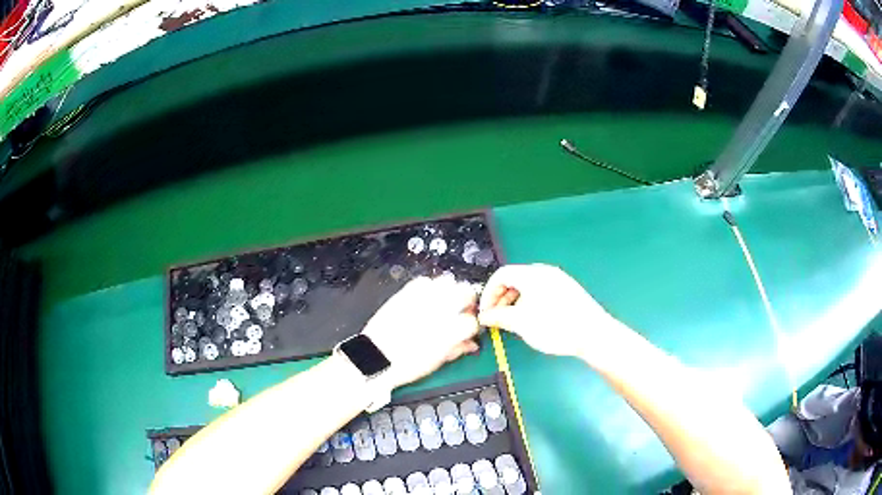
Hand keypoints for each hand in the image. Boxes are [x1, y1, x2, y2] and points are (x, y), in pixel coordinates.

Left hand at [362, 275, 479, 388]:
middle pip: (466, 292)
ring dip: (450, 291)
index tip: (468, 329)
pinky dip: (429, 287)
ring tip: (444, 303)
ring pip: (448, 282)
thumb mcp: (437, 361)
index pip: (472, 320)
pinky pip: (424, 281)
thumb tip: (470, 343)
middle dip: (467, 302)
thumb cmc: (405, 365)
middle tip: (462, 311)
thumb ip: (458, 348)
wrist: (374, 358)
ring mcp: (422, 299)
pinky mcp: (406, 293)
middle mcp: (439, 311)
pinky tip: (426, 299)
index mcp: (450, 331)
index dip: (472, 326)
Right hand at [478, 264, 619, 357]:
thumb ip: (499, 317)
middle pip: (514, 278)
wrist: (593, 334)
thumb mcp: (521, 323)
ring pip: (528, 286)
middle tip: (497, 318)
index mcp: (532, 274)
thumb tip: (484, 316)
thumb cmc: (555, 326)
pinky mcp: (567, 290)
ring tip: (513, 322)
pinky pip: (541, 291)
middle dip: (501, 298)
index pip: (501, 274)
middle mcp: (545, 272)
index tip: (485, 312)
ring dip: (515, 301)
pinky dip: (529, 302)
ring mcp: (558, 280)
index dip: (488, 293)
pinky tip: (532, 320)